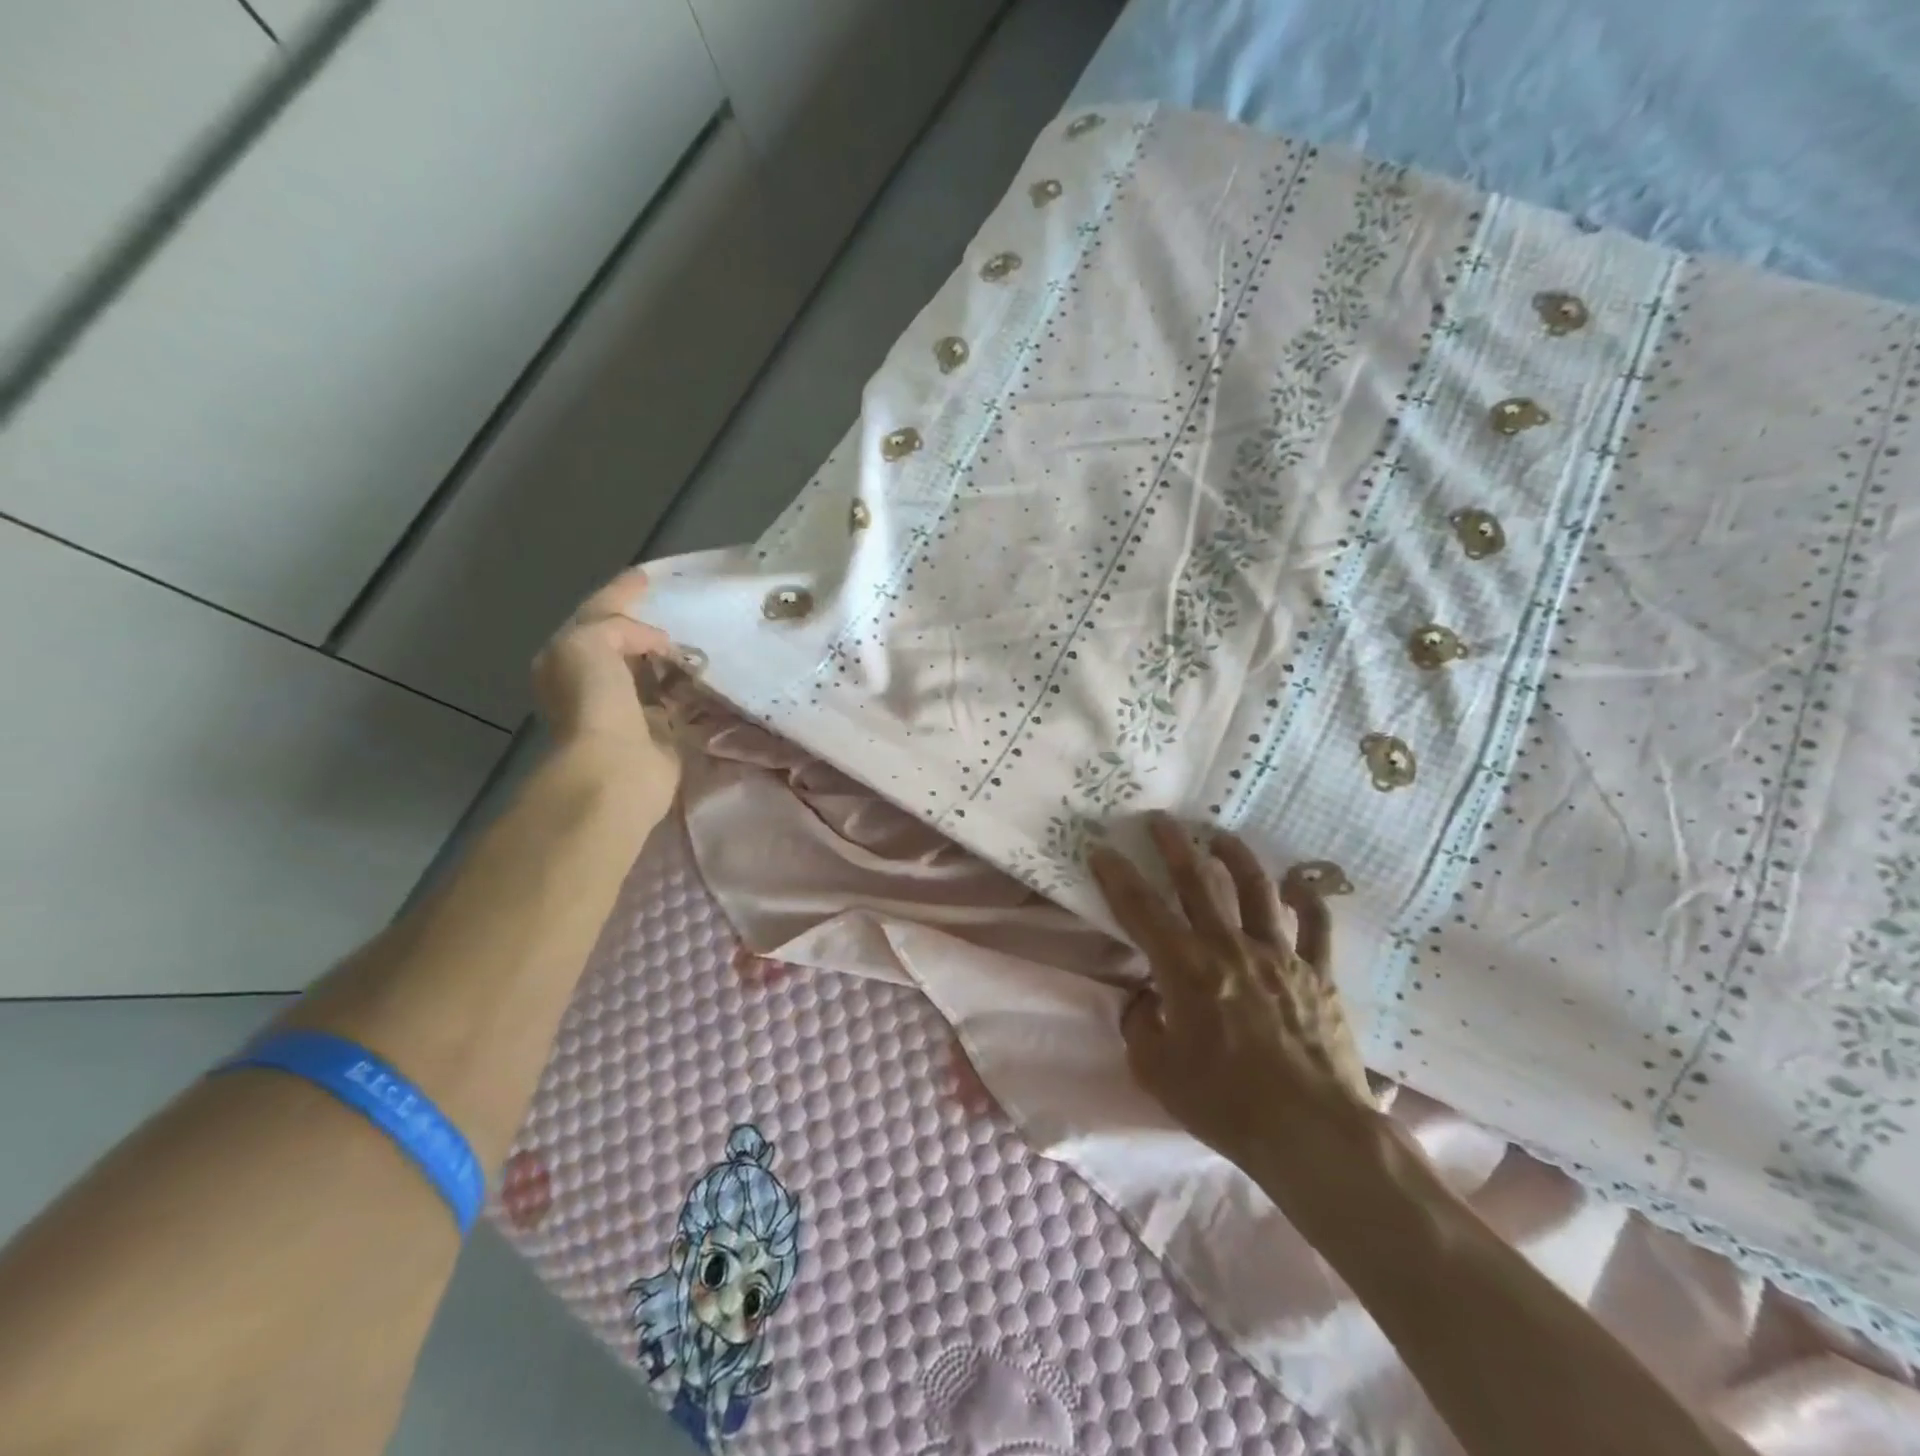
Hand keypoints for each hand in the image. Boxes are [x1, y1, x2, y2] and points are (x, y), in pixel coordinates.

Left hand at [532, 568, 682, 797]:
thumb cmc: (594, 701)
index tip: (647, 576)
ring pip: (651, 670)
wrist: (615, 767)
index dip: (620, 592)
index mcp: (566, 658)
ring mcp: (625, 708)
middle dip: (647, 626)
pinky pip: (676, 698)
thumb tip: (660, 644)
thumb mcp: (588, 642)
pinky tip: (707, 674)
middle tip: (678, 607)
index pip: (597, 614)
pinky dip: (689, 686)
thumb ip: (619, 626)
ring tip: (699, 638)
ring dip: (671, 657)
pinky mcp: (658, 732)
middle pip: (623, 642)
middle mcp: (592, 682)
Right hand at [1088, 814, 1378, 1179]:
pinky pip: (1316, 926)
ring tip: (1220, 836)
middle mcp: (1230, 948)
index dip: (1117, 876)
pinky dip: (1308, 900)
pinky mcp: (1318, 974)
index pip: (1141, 910)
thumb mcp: (1156, 1071)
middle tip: (1160, 819)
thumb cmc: (1225, 1104)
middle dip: (1173, 845)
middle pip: (1198, 882)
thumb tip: (1146, 997)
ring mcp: (1279, 956)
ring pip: (1256, 890)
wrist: (1313, 1133)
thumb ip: (1141, 1025)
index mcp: (1186, 969)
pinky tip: (1298, 882)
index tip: (1101, 848)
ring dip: (1236, 857)